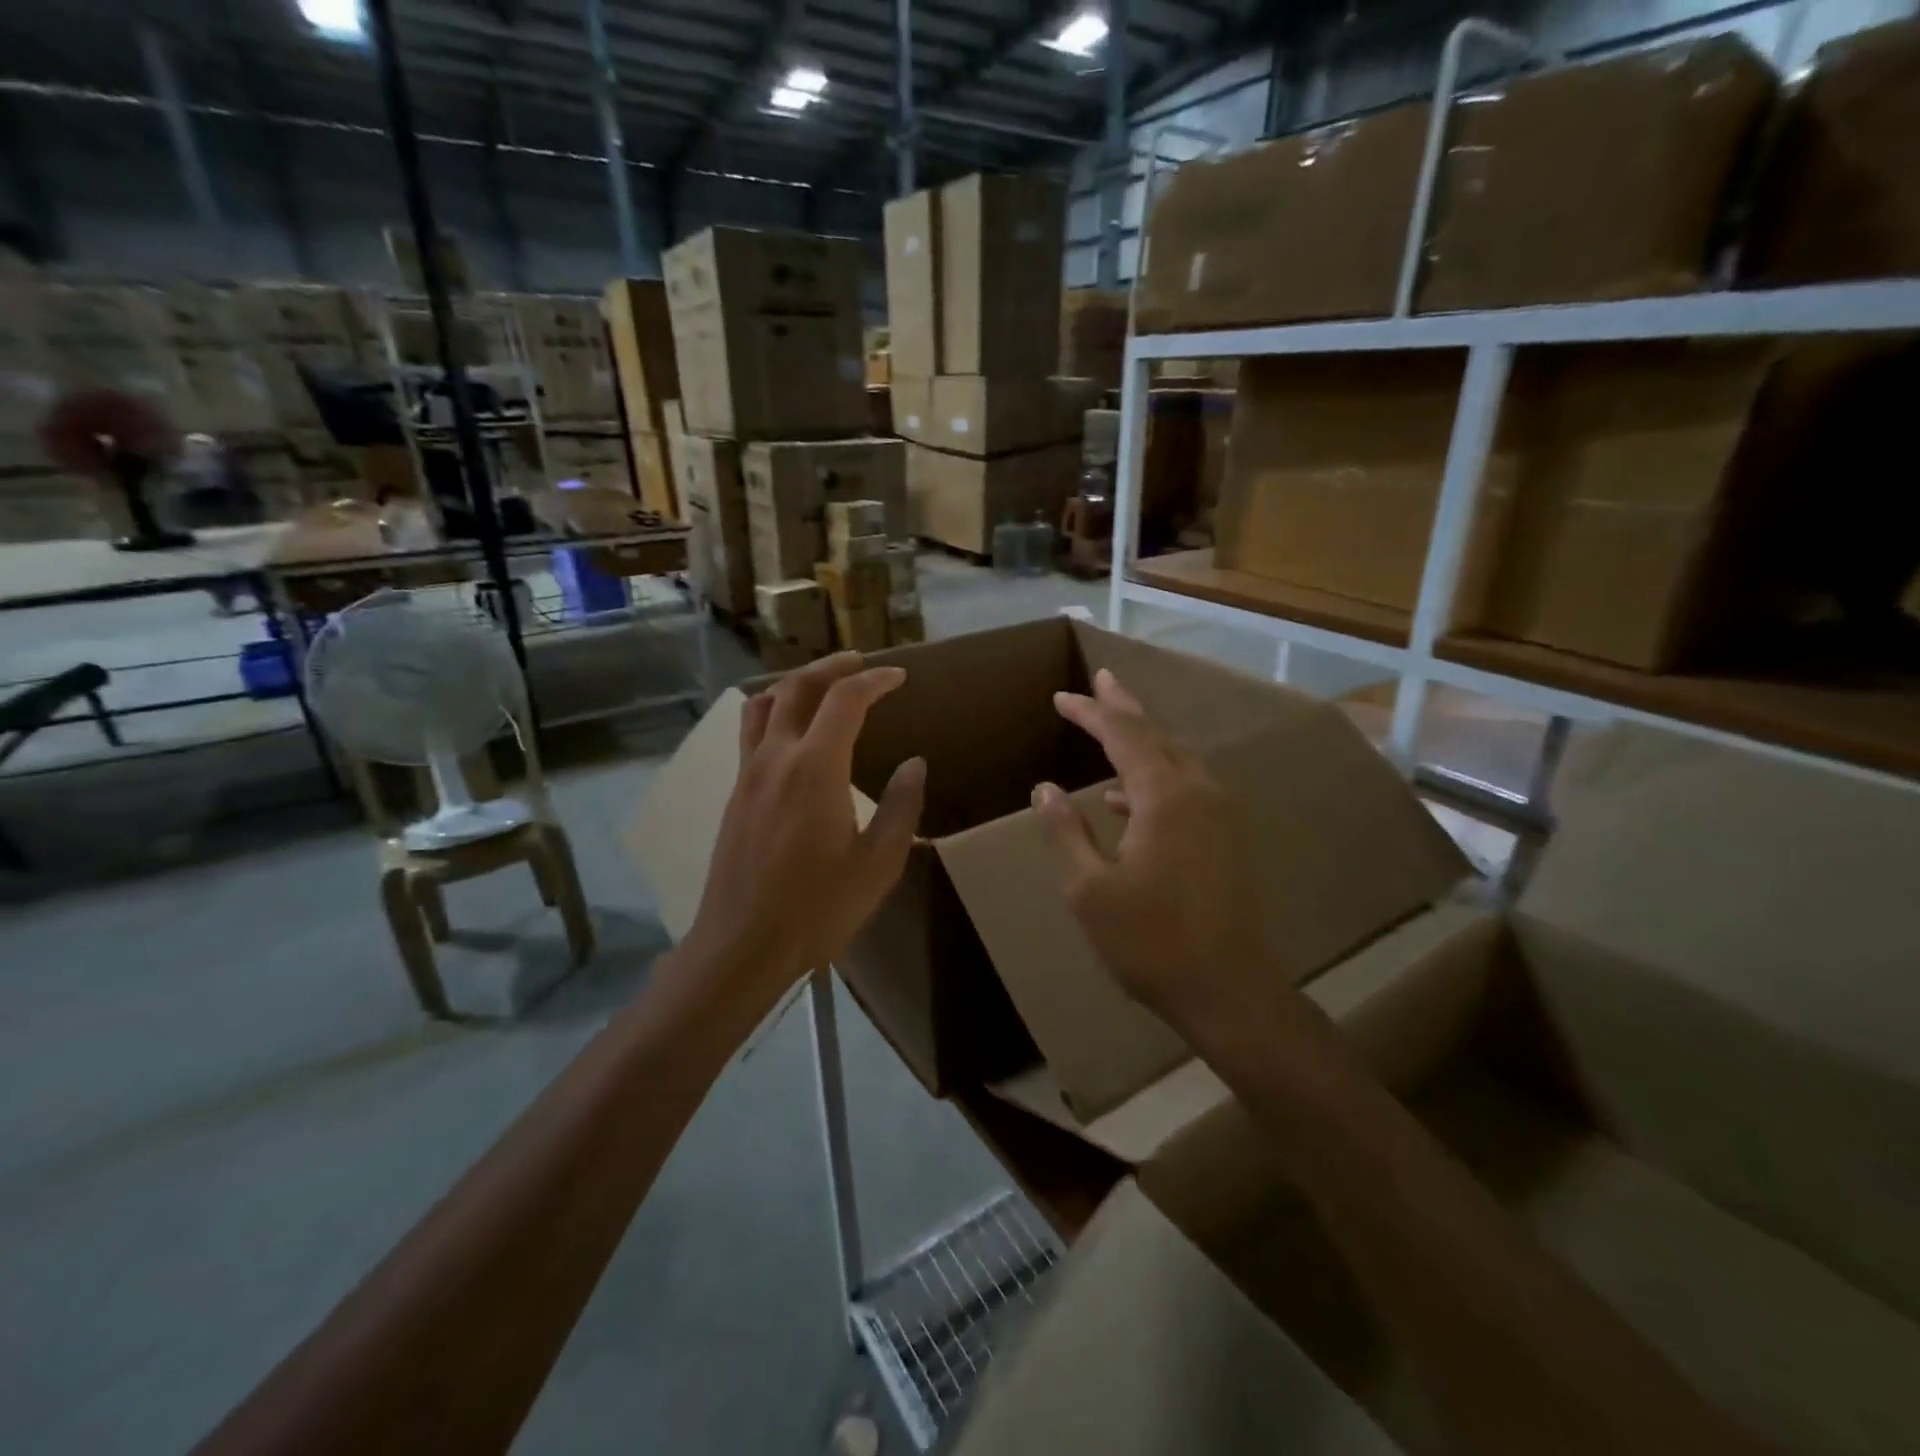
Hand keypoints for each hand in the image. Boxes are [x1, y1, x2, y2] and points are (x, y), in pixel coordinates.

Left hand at [683, 653, 925, 1015]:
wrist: (742, 945)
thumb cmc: (817, 908)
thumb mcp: (878, 863)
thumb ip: (900, 807)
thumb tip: (914, 764)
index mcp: (815, 768)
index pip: (845, 700)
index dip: (874, 680)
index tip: (899, 677)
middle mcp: (776, 758)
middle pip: (797, 688)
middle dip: (831, 667)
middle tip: (860, 662)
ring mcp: (748, 775)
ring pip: (763, 704)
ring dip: (795, 684)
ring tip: (822, 685)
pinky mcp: (736, 795)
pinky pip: (751, 732)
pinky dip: (774, 711)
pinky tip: (790, 731)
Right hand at [1032, 669, 1265, 1031]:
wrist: (1230, 992)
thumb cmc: (1151, 941)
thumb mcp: (1090, 888)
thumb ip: (1066, 831)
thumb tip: (1045, 788)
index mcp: (1165, 796)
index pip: (1123, 734)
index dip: (1090, 711)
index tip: (1061, 697)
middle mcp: (1199, 792)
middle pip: (1158, 735)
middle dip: (1125, 707)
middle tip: (1102, 681)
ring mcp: (1220, 815)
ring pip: (1177, 760)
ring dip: (1143, 742)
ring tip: (1111, 730)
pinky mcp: (1226, 839)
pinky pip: (1186, 789)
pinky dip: (1154, 780)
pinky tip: (1126, 800)